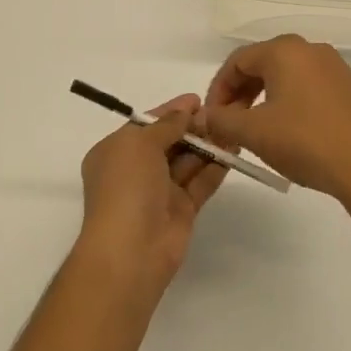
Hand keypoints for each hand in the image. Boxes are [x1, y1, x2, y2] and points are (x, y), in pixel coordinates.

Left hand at [77, 95, 226, 294]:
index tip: (197, 99)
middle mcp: (136, 170)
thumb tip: (184, 111)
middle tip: (221, 113)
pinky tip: (234, 151)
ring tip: (233, 127)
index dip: (170, 111)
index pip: (146, 124)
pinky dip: (215, 167)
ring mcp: (159, 191)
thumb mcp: (140, 144)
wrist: (131, 250)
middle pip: (169, 141)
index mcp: (116, 151)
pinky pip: (200, 182)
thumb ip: (166, 124)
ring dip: (208, 145)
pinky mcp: (181, 210)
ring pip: (187, 161)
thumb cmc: (127, 187)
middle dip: (192, 127)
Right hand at [197, 36, 350, 211]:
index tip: (210, 119)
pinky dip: (287, 103)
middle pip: (262, 64)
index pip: (237, 61)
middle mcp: (310, 49)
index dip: (218, 89)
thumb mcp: (253, 132)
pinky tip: (286, 131)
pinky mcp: (348, 88)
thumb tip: (203, 116)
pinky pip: (307, 87)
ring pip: (285, 76)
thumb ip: (221, 119)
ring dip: (262, 99)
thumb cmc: (304, 141)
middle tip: (228, 125)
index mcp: (284, 50)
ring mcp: (334, 67)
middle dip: (239, 94)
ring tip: (253, 131)